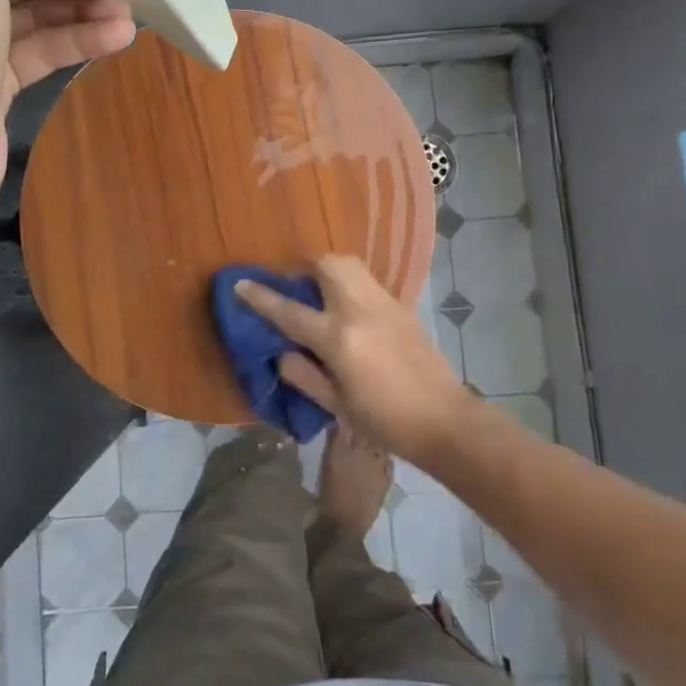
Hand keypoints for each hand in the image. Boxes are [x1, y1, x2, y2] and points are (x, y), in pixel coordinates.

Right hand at [234, 256, 476, 465]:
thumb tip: (282, 353)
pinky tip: (348, 306)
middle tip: (293, 286)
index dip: (261, 297)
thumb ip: (304, 376)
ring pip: (350, 264)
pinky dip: (349, 281)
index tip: (241, 283)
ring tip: (319, 290)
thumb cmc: (386, 422)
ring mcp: (384, 303)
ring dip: (327, 268)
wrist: (444, 420)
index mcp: (338, 339)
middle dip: (303, 266)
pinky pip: (367, 279)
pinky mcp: (402, 306)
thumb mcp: (337, 407)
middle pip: (326, 265)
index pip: (290, 311)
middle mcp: (359, 310)